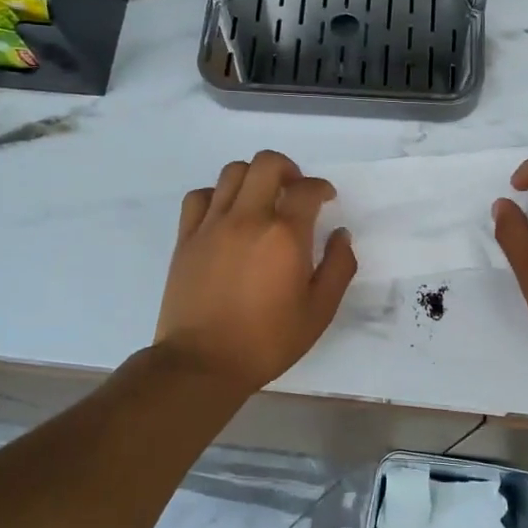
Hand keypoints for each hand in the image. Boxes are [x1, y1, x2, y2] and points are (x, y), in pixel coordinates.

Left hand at [156, 150, 357, 394]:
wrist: (203, 363)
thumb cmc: (267, 341)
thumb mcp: (319, 312)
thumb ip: (338, 267)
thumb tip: (341, 235)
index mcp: (285, 236)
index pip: (307, 190)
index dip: (321, 188)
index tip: (326, 200)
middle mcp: (248, 218)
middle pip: (267, 164)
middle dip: (288, 169)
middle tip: (295, 191)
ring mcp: (212, 225)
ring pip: (232, 172)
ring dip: (254, 177)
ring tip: (262, 199)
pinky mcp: (186, 237)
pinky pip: (200, 196)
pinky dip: (217, 195)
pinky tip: (226, 214)